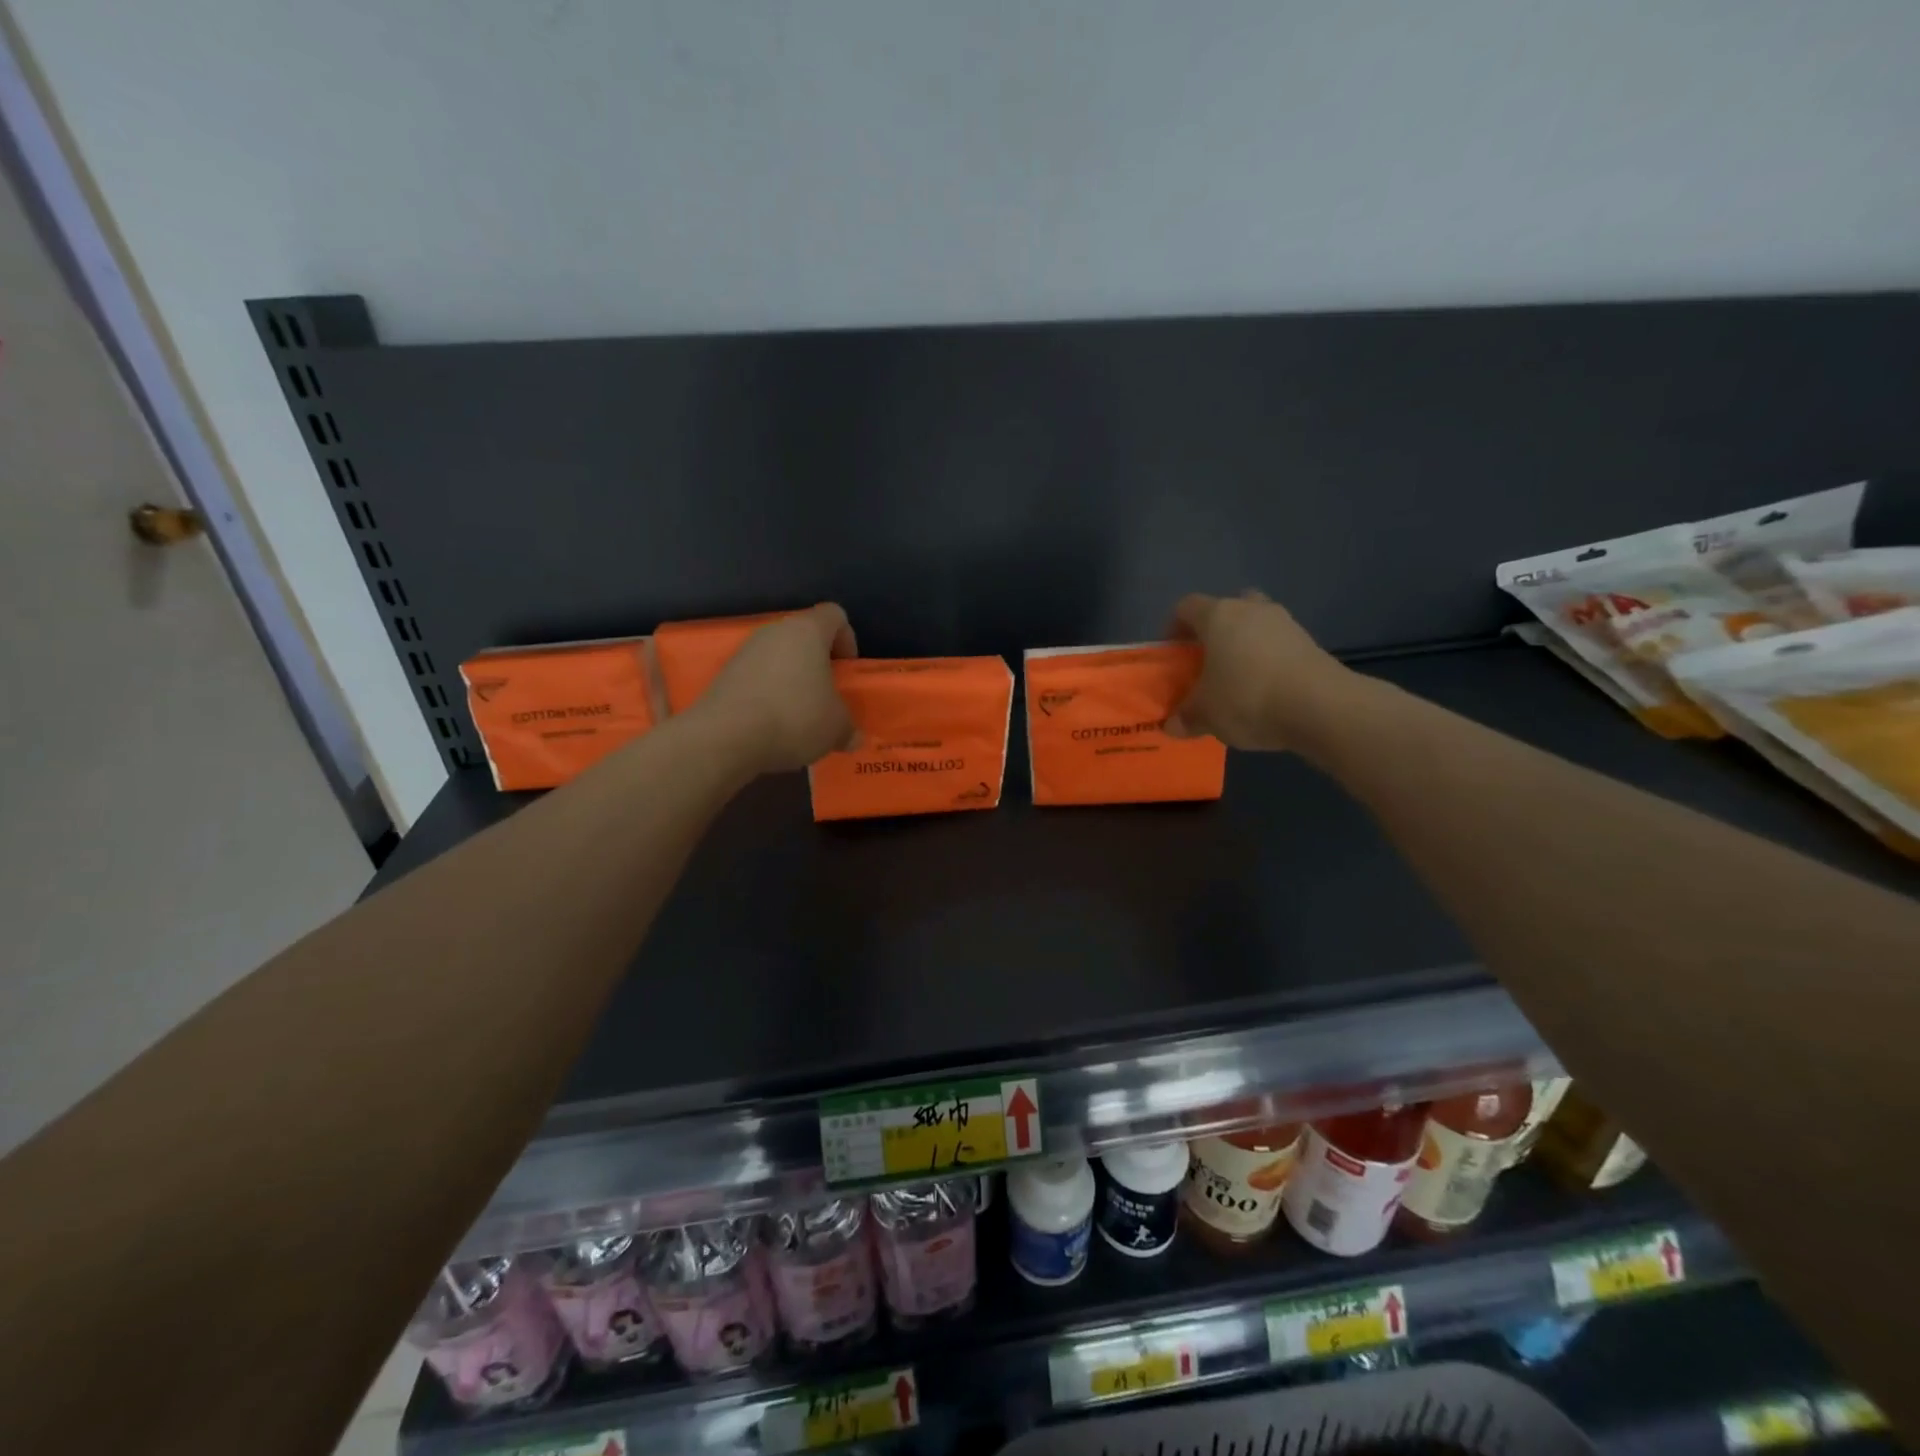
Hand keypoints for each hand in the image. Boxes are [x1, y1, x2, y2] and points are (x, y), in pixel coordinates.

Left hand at [693, 604, 857, 774]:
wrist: (726, 738)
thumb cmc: (795, 718)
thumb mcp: (836, 727)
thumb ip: (848, 726)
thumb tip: (853, 737)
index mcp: (807, 631)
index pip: (835, 615)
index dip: (847, 639)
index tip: (847, 671)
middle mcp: (774, 632)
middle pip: (803, 637)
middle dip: (818, 664)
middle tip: (826, 696)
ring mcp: (744, 652)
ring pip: (778, 658)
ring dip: (791, 681)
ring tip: (798, 717)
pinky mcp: (723, 675)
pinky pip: (756, 678)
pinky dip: (768, 695)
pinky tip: (772, 725)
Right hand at [1165, 590, 1354, 751]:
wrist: (1321, 707)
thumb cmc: (1248, 698)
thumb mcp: (1206, 714)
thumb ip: (1185, 717)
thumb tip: (1172, 725)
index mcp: (1218, 616)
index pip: (1186, 607)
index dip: (1173, 627)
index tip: (1172, 653)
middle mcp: (1251, 609)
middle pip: (1226, 609)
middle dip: (1215, 631)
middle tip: (1207, 660)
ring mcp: (1285, 623)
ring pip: (1255, 625)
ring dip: (1244, 644)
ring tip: (1238, 679)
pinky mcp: (1310, 643)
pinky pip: (1278, 644)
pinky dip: (1268, 660)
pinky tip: (1265, 690)